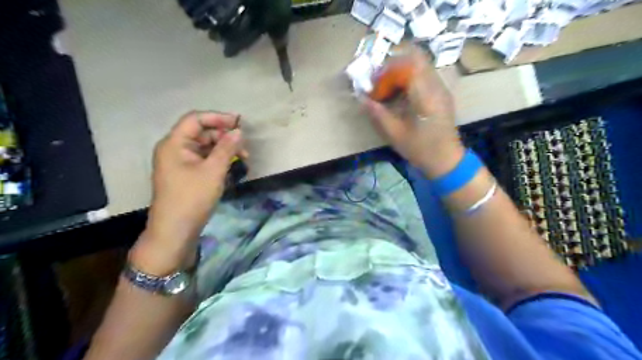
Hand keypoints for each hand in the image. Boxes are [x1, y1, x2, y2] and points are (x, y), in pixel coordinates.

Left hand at [133, 111, 245, 273]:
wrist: (175, 231)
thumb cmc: (192, 198)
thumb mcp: (213, 171)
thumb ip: (227, 148)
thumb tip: (238, 131)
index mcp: (174, 143)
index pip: (196, 119)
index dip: (218, 117)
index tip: (239, 123)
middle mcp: (175, 149)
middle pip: (202, 133)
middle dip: (225, 137)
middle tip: (245, 148)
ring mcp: (180, 163)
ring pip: (205, 147)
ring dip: (224, 150)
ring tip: (243, 159)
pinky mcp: (186, 174)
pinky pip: (204, 160)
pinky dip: (218, 160)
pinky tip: (232, 167)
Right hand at [363, 49, 463, 178]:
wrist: (447, 160)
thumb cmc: (421, 149)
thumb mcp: (395, 134)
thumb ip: (378, 114)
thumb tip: (362, 99)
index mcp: (426, 95)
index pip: (410, 63)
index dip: (390, 67)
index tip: (376, 80)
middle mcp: (437, 86)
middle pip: (416, 59)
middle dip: (394, 67)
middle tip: (379, 83)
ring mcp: (441, 89)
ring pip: (420, 66)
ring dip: (401, 73)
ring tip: (387, 89)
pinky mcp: (441, 95)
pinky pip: (424, 77)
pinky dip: (409, 80)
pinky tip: (400, 96)